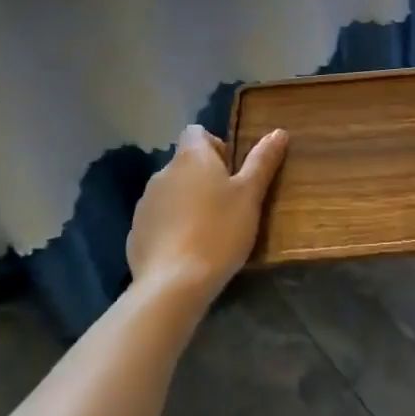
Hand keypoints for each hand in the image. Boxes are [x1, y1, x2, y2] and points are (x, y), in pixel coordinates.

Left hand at [127, 125, 288, 305]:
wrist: (174, 284)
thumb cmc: (219, 231)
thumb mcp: (250, 195)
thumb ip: (263, 161)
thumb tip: (279, 131)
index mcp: (191, 157)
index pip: (196, 132)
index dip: (215, 145)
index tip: (231, 171)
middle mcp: (163, 173)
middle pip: (185, 163)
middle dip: (204, 177)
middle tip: (228, 204)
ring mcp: (145, 203)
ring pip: (171, 192)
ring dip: (188, 201)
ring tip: (209, 230)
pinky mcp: (136, 232)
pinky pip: (159, 219)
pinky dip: (173, 226)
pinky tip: (188, 250)